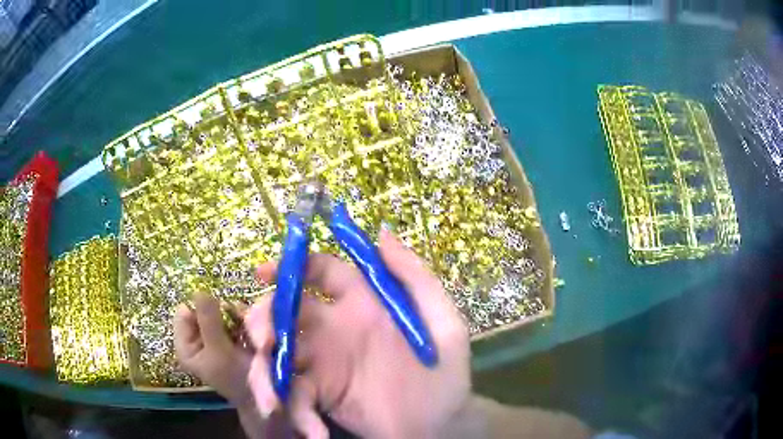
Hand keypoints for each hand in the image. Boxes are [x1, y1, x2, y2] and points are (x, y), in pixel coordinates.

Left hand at [173, 293, 253, 407]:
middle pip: (203, 310)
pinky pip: (234, 318)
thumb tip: (199, 289)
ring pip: (220, 311)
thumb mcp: (219, 351)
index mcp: (185, 346)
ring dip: (234, 315)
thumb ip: (208, 321)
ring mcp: (215, 337)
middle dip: (220, 311)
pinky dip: (243, 319)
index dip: (200, 307)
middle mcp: (198, 339)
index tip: (218, 310)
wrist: (265, 395)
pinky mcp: (232, 337)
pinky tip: (252, 329)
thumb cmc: (236, 378)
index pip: (184, 312)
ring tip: (246, 327)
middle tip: (235, 318)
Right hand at [244, 229, 471, 437]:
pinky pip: (296, 399)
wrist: (443, 424)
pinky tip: (315, 433)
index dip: (290, 265)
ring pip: (277, 356)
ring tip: (272, 402)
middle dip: (264, 321)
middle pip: (284, 312)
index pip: (318, 271)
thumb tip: (381, 232)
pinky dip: (298, 415)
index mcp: (361, 303)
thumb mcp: (442, 321)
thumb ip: (415, 277)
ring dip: (264, 374)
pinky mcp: (322, 397)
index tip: (263, 272)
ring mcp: (324, 365)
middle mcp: (335, 329)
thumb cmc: (445, 372)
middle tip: (264, 342)